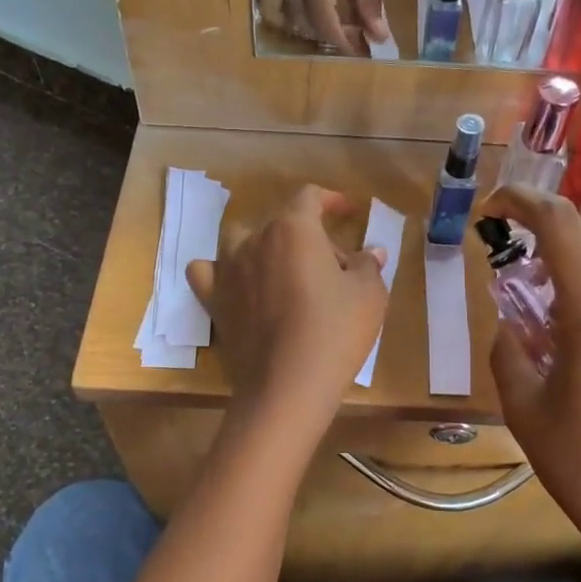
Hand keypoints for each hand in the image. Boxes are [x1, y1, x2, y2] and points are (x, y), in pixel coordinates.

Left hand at [187, 185, 390, 422]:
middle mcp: (254, 239)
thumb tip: (371, 252)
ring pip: (242, 240)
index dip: (332, 200)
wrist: (287, 385)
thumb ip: (368, 265)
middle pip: (282, 222)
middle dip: (310, 236)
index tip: (348, 210)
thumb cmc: (334, 332)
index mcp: (293, 228)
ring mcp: (229, 269)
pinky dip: (221, 271)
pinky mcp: (214, 300)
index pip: (310, 197)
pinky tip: (236, 283)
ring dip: (266, 247)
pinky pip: (208, 272)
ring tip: (286, 271)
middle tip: (335, 267)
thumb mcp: (369, 295)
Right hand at [270, 0, 390, 51]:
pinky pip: (272, 3)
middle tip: (356, 38)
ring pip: (285, 15)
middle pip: (303, 19)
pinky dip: (289, 18)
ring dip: (309, 29)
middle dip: (330, 35)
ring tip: (334, 27)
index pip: (321, 11)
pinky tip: (308, 18)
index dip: (340, 37)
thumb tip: (376, 34)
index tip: (360, 50)